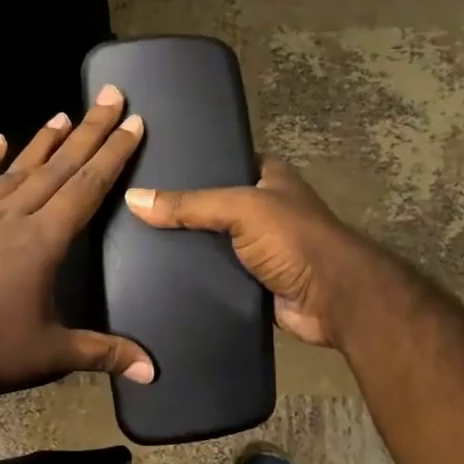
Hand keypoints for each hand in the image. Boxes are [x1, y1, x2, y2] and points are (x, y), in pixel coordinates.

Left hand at [0, 89, 155, 396]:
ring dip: (44, 142)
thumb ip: (102, 353)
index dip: (114, 154)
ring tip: (64, 115)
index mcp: (44, 241)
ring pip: (17, 168)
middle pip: (59, 166)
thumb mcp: (49, 355)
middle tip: (110, 97)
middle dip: (89, 131)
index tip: (132, 123)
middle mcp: (12, 215)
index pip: (87, 187)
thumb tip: (153, 370)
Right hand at [124, 160, 391, 347]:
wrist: (332, 298)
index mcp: (268, 178)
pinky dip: (195, 278)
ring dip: (186, 249)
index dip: (188, 167)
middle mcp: (264, 210)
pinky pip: (216, 276)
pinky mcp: (253, 283)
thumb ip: (189, 205)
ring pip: (212, 244)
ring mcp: (259, 249)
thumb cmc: (293, 238)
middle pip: (211, 207)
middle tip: (131, 212)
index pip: (220, 164)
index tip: (145, 171)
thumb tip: (134, 199)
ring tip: (135, 245)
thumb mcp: (240, 208)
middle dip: (180, 212)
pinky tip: (159, 277)